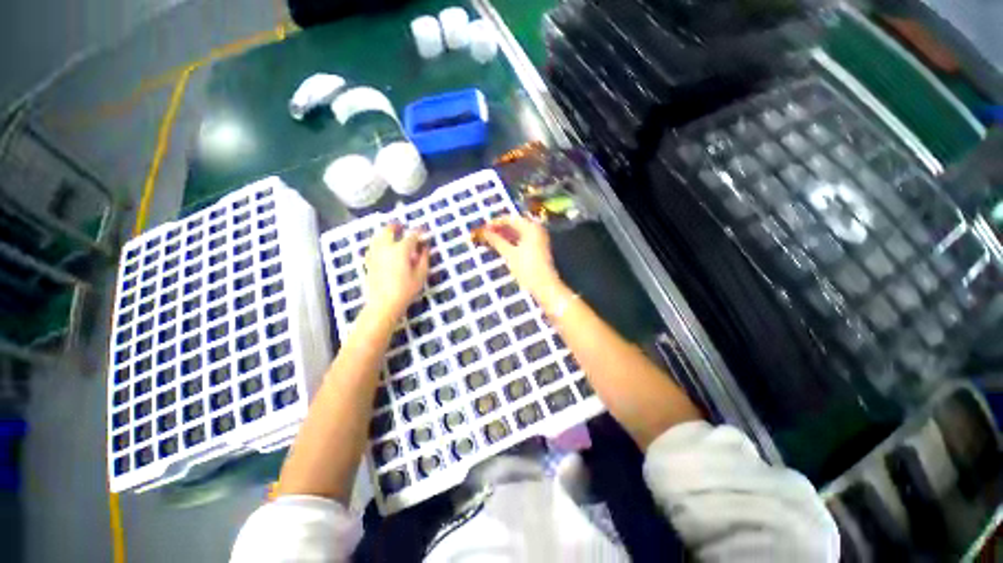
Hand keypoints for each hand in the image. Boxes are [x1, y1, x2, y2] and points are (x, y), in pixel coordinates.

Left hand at [363, 223, 429, 320]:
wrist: (383, 305)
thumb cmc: (405, 291)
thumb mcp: (420, 276)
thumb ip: (423, 259)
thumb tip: (424, 248)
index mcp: (400, 250)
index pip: (411, 236)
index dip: (419, 232)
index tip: (424, 230)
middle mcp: (385, 248)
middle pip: (389, 230)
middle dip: (396, 226)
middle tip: (403, 227)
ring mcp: (374, 254)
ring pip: (378, 236)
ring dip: (386, 233)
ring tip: (392, 234)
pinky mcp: (368, 262)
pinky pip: (372, 246)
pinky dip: (378, 242)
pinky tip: (382, 247)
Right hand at [478, 215, 563, 302]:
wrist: (544, 286)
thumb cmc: (527, 268)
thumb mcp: (509, 254)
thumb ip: (496, 241)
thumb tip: (484, 232)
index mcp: (531, 227)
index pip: (510, 219)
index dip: (495, 223)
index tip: (483, 227)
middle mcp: (536, 229)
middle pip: (515, 225)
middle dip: (499, 229)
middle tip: (485, 234)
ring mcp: (538, 239)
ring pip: (518, 233)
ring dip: (504, 236)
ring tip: (490, 240)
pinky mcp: (538, 248)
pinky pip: (522, 239)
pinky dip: (511, 241)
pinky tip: (501, 246)